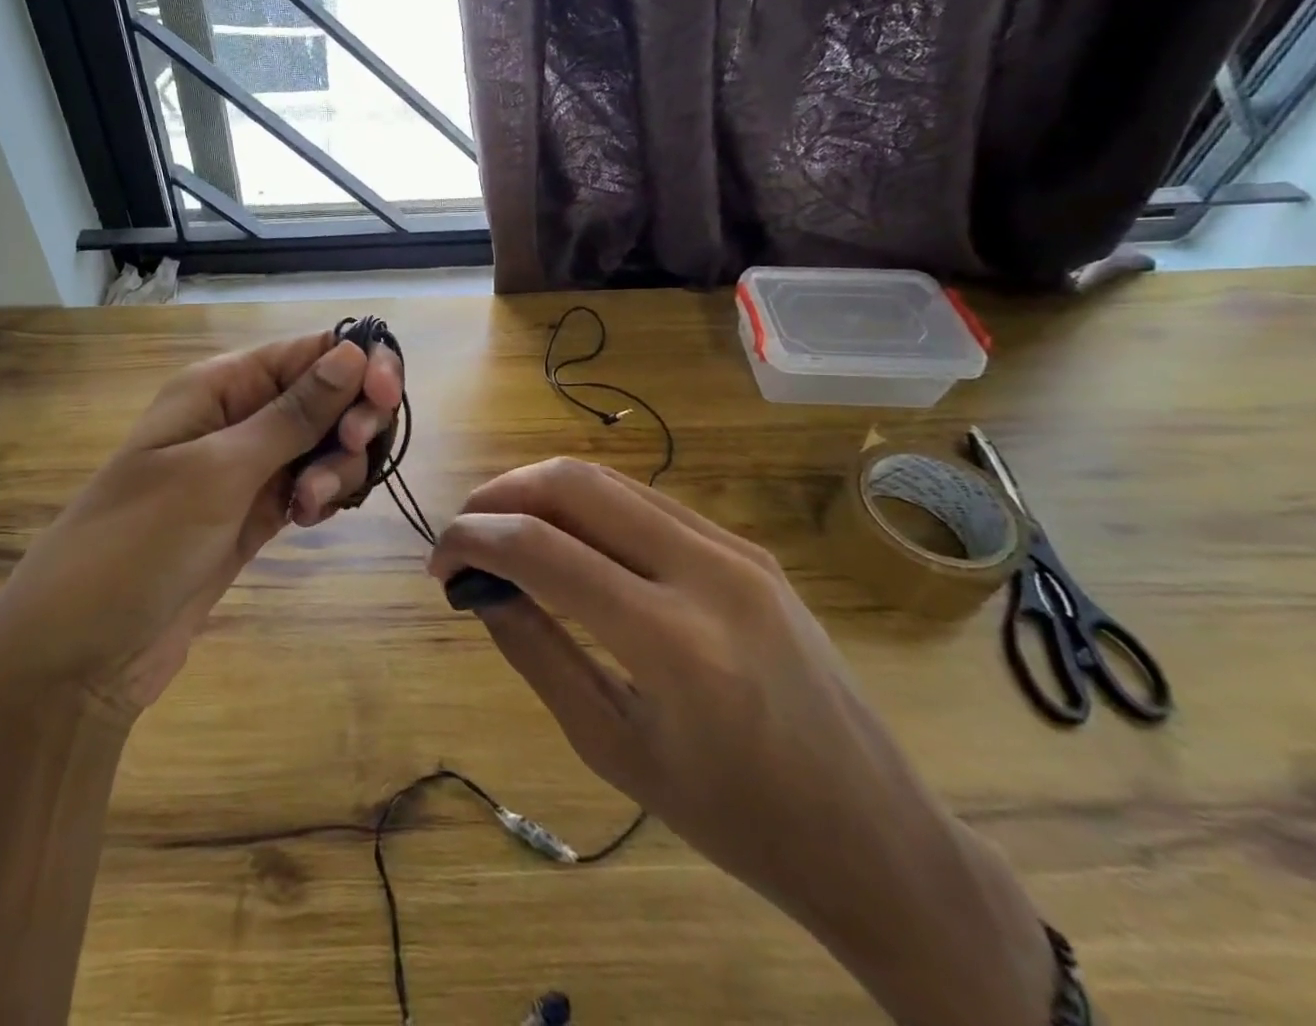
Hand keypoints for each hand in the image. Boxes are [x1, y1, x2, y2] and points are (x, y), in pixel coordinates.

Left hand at [0, 331, 401, 714]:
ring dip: (335, 468)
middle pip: (327, 395)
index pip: (309, 351)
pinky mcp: (257, 512)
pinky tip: (305, 520)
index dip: (358, 363)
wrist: (82, 653)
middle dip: (351, 420)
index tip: (385, 398)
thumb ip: (294, 413)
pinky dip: (322, 496)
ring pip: (325, 444)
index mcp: (221, 384)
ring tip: (306, 508)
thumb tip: (354, 351)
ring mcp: (249, 467)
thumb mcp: (219, 471)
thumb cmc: (139, 543)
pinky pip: (311, 484)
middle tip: (350, 452)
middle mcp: (238, 416)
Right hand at [430, 459, 1055, 1025]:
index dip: (474, 540)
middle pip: (575, 484)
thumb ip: (537, 654)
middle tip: (465, 531)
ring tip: (503, 527)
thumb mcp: (613, 749)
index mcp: (672, 641)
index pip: (542, 549)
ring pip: (611, 481)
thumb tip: (479, 588)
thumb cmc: (735, 819)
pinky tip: (567, 536)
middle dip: (502, 493)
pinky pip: (649, 502)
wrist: (875, 834)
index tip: (440, 562)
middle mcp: (706, 571)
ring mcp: (736, 549)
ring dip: (542, 491)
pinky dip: (590, 505)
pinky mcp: (750, 547)